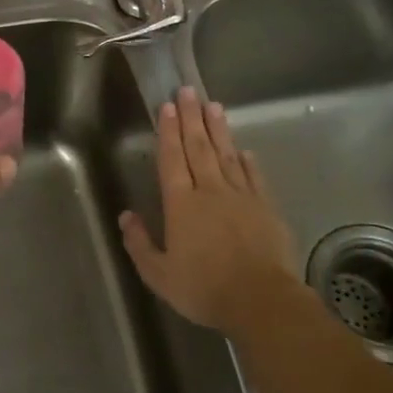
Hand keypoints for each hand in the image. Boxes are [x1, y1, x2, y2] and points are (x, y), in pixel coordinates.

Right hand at [120, 87, 299, 334]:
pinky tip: (244, 149)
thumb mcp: (159, 275)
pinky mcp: (266, 208)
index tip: (166, 107)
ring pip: (227, 155)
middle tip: (188, 91)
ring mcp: (241, 197)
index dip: (167, 132)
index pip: (172, 159)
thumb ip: (140, 243)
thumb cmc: (205, 289)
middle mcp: (210, 191)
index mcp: (181, 204)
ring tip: (213, 106)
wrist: (262, 301)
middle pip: (199, 147)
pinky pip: (254, 177)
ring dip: (218, 129)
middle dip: (191, 118)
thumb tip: (126, 216)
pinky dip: (247, 161)